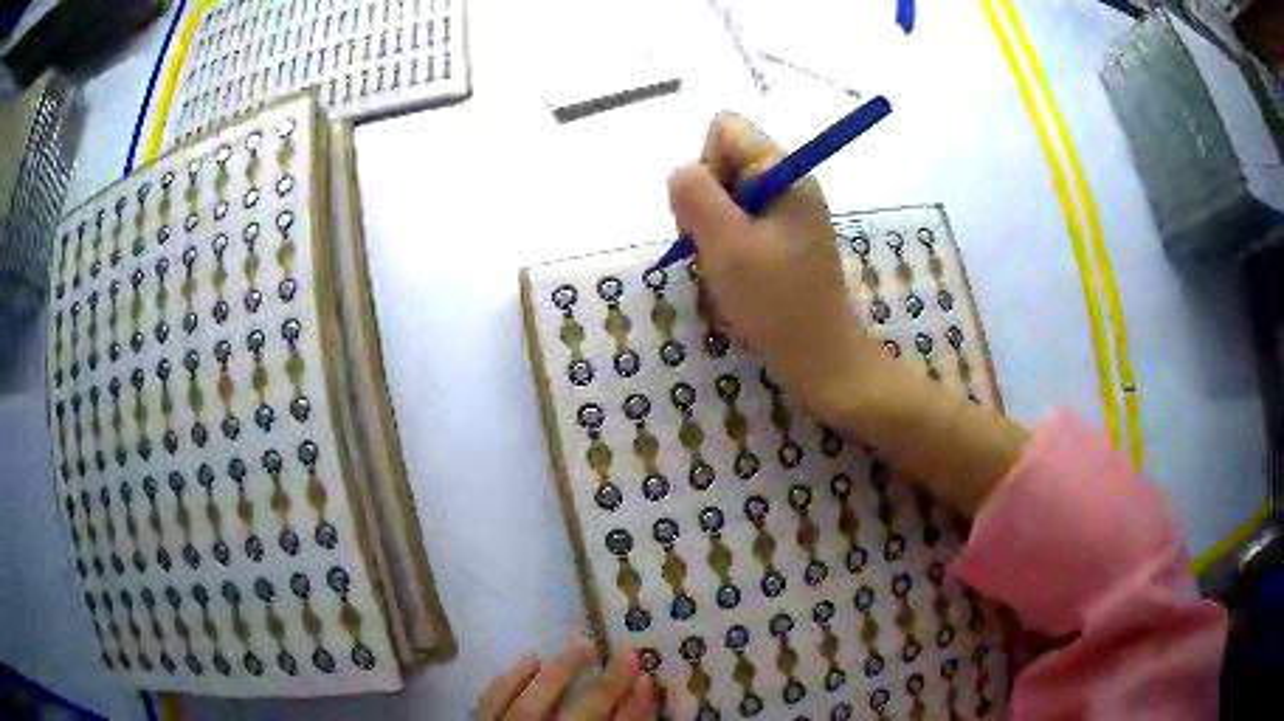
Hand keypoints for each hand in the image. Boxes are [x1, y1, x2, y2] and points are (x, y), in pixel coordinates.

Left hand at [475, 640, 657, 719]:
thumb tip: (639, 701)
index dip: (636, 709)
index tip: (653, 681)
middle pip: (581, 715)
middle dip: (609, 686)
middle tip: (631, 654)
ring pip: (533, 703)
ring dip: (562, 671)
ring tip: (585, 643)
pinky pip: (490, 702)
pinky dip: (509, 680)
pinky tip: (529, 655)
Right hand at [668, 113, 1028, 516]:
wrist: (821, 358)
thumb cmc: (777, 302)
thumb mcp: (726, 244)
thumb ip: (695, 195)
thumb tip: (681, 172)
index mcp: (784, 172)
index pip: (726, 129)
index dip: (705, 163)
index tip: (711, 212)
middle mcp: (789, 182)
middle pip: (723, 162)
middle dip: (705, 203)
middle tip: (714, 248)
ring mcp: (788, 212)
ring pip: (726, 198)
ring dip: (712, 232)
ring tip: (725, 270)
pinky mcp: (785, 239)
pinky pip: (740, 225)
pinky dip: (727, 248)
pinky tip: (735, 279)